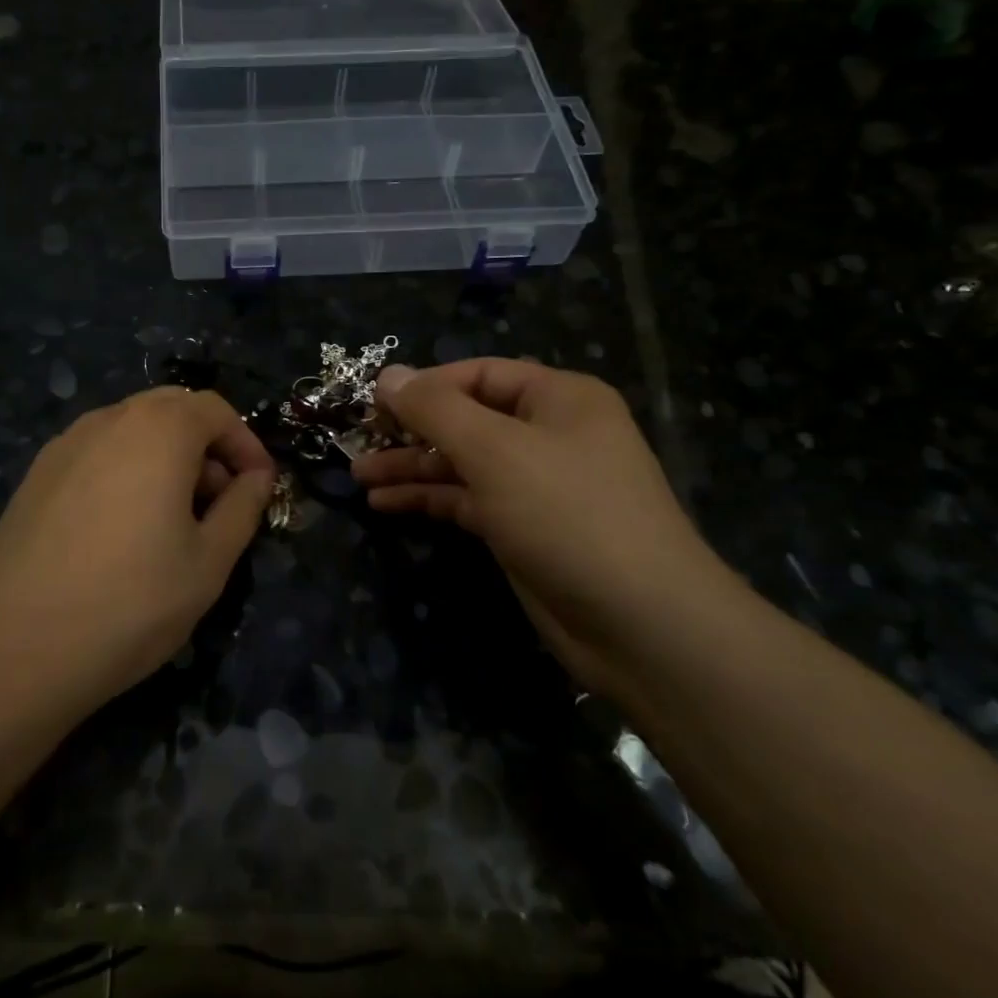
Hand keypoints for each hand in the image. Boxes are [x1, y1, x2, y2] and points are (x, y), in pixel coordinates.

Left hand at [0, 388, 275, 717]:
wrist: (14, 647)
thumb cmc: (130, 602)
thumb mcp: (208, 562)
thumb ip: (242, 509)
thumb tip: (256, 478)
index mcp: (158, 430)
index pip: (216, 410)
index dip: (247, 444)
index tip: (259, 488)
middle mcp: (108, 420)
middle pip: (171, 409)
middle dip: (206, 445)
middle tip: (219, 500)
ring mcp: (64, 445)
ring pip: (131, 429)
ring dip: (165, 456)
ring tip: (173, 519)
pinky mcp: (35, 475)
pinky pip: (97, 453)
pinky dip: (126, 470)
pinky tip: (122, 528)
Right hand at [352, 359, 732, 683]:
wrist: (638, 622)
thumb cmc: (567, 514)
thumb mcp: (495, 450)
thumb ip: (436, 410)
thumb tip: (389, 375)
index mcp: (557, 399)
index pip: (478, 374)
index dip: (425, 385)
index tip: (371, 403)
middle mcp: (548, 434)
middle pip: (467, 419)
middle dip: (411, 430)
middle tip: (358, 442)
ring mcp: (536, 485)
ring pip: (462, 463)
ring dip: (412, 468)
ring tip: (359, 476)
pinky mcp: (523, 529)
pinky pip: (467, 501)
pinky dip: (429, 500)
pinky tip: (386, 504)